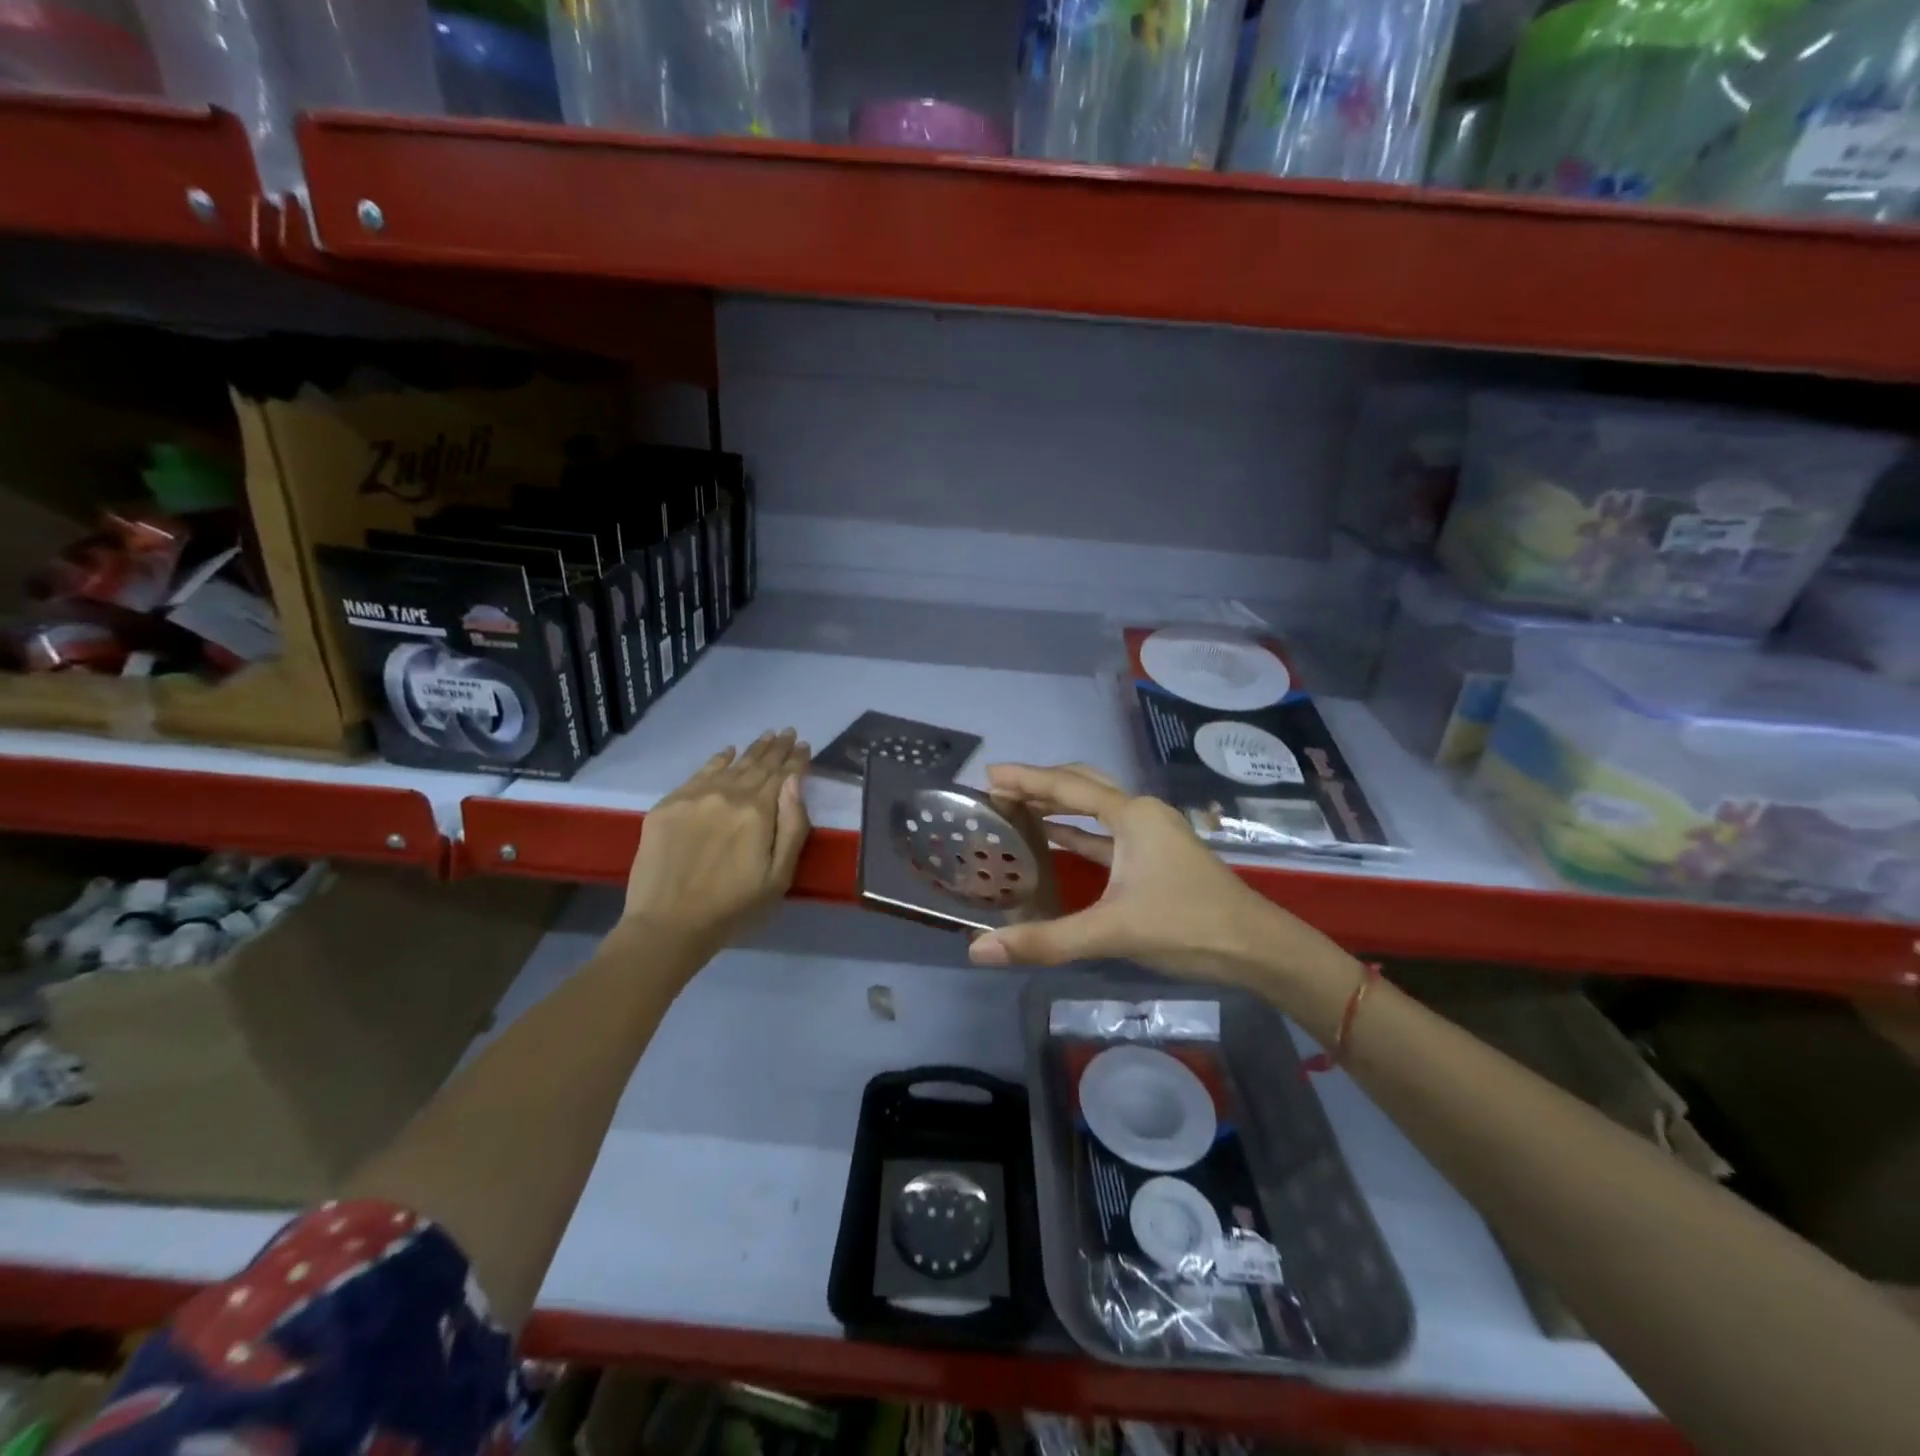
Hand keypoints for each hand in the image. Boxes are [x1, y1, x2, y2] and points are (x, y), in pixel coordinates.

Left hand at [623, 729, 810, 957]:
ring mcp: (694, 797)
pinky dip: (717, 760)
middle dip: (776, 748)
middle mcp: (727, 794)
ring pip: (730, 766)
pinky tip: (727, 752)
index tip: (804, 745)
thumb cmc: (733, 906)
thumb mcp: (779, 875)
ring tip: (765, 736)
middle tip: (787, 732)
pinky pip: (698, 773)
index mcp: (758, 812)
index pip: (783, 776)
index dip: (796, 760)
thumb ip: (793, 825)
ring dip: (751, 750)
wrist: (668, 924)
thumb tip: (796, 782)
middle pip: (757, 765)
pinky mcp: (668, 806)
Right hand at [967, 763, 1329, 989]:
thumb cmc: (1187, 926)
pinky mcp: (1155, 857)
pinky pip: (1106, 834)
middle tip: (999, 789)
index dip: (1026, 779)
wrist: (1257, 948)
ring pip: (1096, 807)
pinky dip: (1078, 832)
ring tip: (1018, 807)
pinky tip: (1055, 839)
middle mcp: (1140, 814)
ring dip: (1058, 805)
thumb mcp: (1112, 931)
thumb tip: (979, 950)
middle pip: (1083, 785)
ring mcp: (1151, 835)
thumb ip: (1046, 940)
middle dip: (1041, 783)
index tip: (988, 775)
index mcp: (1131, 815)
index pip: (1067, 788)